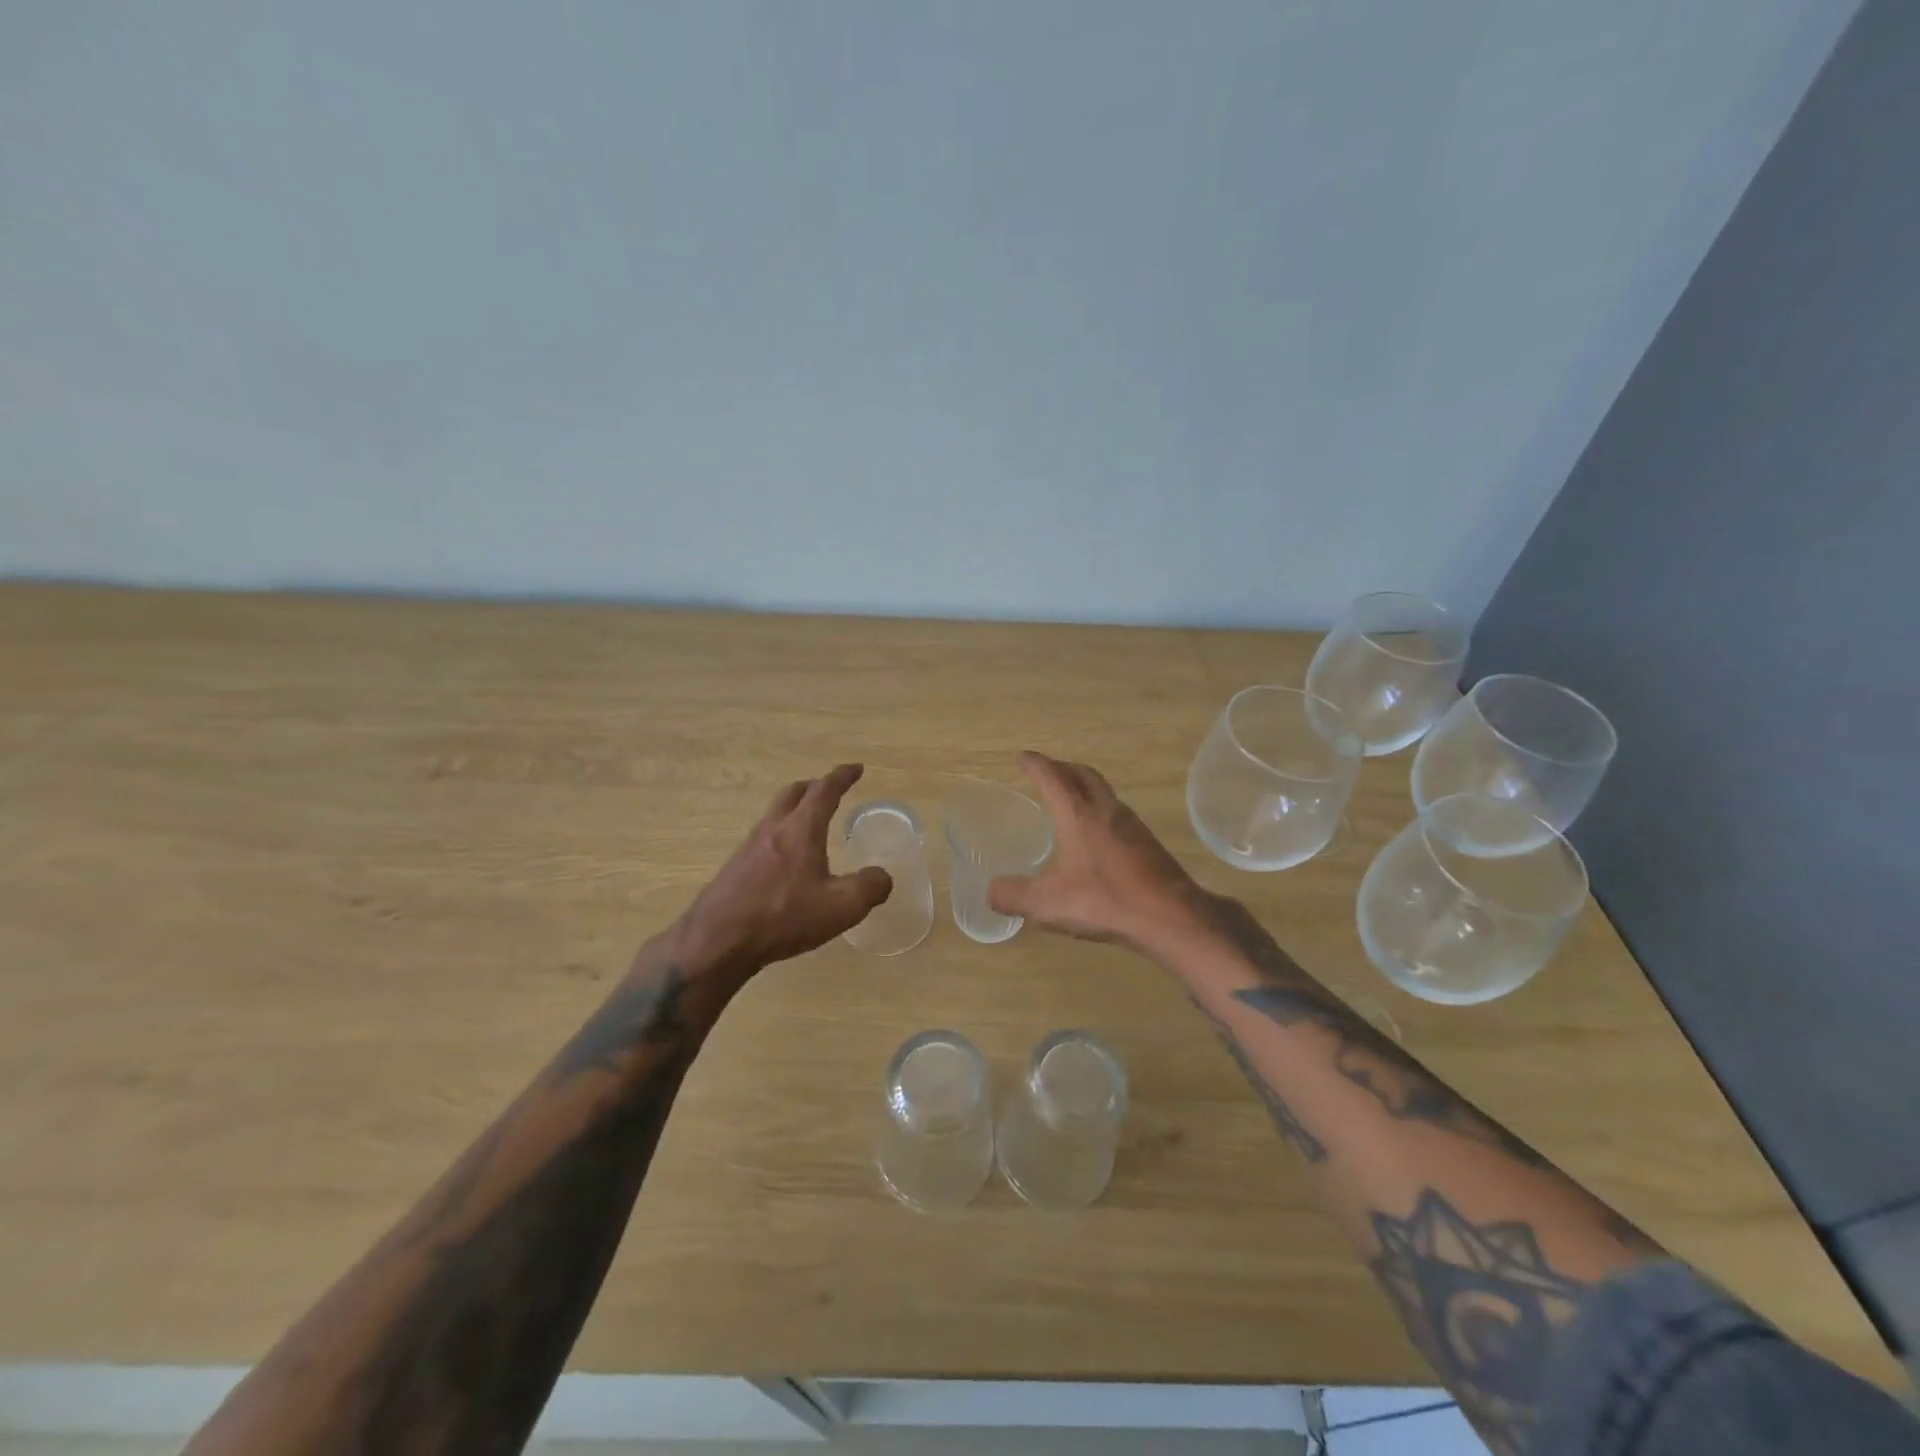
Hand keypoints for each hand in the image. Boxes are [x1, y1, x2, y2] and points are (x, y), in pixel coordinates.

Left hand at [681, 763, 892, 977]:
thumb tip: (882, 877)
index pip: (824, 790)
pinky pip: (763, 839)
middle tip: (829, 791)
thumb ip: (869, 888)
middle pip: (793, 794)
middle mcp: (773, 829)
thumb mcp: (841, 907)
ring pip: (775, 815)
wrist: (717, 941)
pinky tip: (786, 862)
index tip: (856, 768)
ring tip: (809, 825)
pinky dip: (781, 836)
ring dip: (794, 810)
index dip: (842, 776)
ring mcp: (749, 847)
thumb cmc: (783, 917)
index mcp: (801, 829)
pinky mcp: (735, 868)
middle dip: (814, 787)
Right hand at [988, 751, 1198, 949]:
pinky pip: (1117, 812)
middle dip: (1062, 767)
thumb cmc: (1104, 901)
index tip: (1023, 757)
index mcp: (1078, 815)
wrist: (1169, 916)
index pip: (1052, 777)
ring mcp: (1131, 824)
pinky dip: (1099, 808)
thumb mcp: (1047, 903)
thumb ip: (1013, 895)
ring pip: (1104, 791)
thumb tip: (992, 891)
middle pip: (1083, 774)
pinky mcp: (1146, 843)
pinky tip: (1096, 834)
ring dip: (1084, 786)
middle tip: (1047, 771)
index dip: (1036, 765)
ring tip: (1069, 799)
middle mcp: (1106, 810)